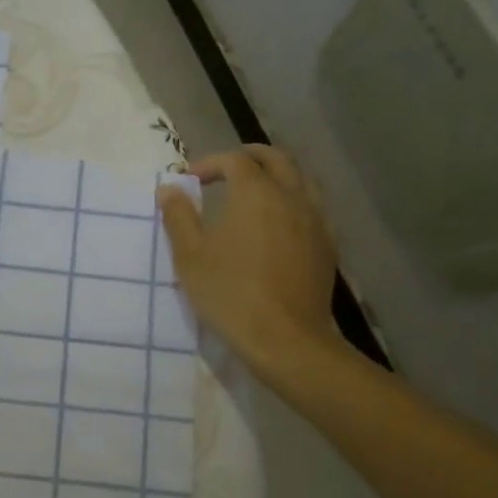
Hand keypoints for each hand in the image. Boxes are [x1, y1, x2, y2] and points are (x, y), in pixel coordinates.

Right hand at [156, 145, 340, 377]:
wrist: (286, 339)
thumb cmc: (230, 293)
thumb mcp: (190, 255)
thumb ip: (178, 216)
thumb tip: (169, 189)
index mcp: (256, 192)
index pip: (234, 160)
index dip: (210, 163)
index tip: (190, 180)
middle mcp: (291, 196)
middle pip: (276, 159)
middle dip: (248, 157)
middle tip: (225, 171)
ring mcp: (315, 220)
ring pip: (301, 179)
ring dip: (276, 176)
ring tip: (254, 193)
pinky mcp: (327, 245)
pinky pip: (313, 208)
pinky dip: (292, 202)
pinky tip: (278, 225)